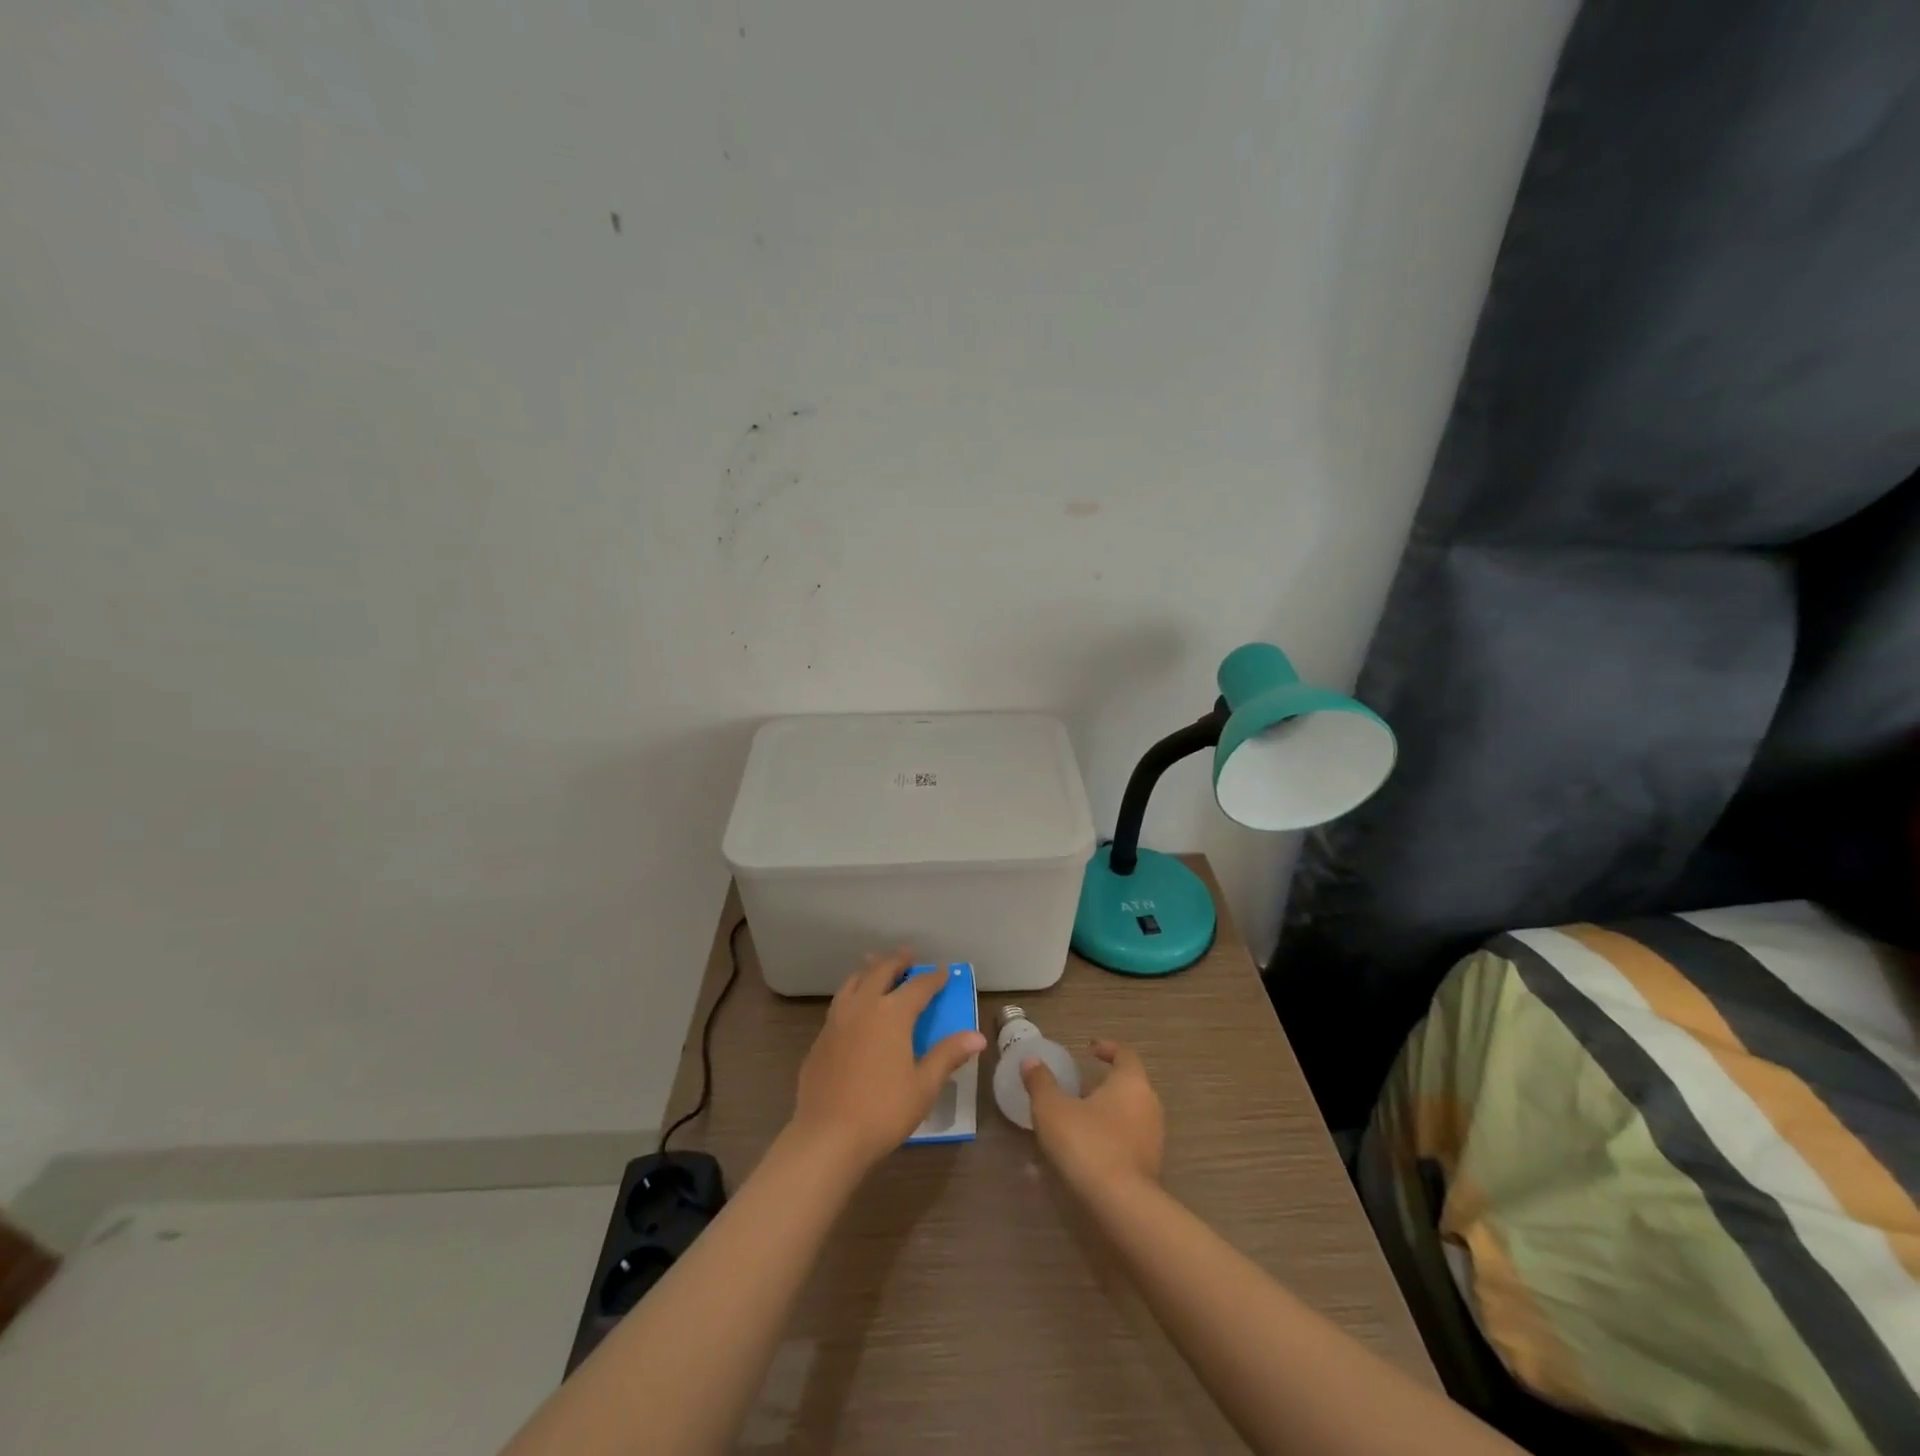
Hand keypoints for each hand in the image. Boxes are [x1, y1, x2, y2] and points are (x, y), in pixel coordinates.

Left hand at [789, 952, 986, 1171]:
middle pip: (880, 972)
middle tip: (909, 955)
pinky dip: (852, 994)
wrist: (827, 1137)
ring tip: (876, 967)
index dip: (933, 978)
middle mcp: (863, 1007)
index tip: (944, 972)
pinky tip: (855, 1008)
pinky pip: (839, 1004)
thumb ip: (948, 1055)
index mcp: (891, 1014)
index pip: (918, 987)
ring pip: (853, 982)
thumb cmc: (883, 1111)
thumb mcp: (924, 1085)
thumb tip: (978, 1036)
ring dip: (869, 971)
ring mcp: (837, 1021)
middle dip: (897, 961)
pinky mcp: (820, 1039)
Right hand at [1023, 1040, 1163, 1195]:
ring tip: (1076, 1120)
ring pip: (1128, 1115)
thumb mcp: (1052, 1109)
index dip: (1107, 1049)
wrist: (1120, 1205)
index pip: (1125, 1054)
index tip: (1088, 1051)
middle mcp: (1149, 1105)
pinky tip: (1085, 1151)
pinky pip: (1128, 1141)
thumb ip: (1041, 1082)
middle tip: (1076, 1088)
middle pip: (1128, 1085)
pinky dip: (1109, 1139)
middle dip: (1103, 1085)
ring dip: (1105, 1113)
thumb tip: (1031, 1060)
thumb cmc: (1087, 1143)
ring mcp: (1153, 1138)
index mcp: (1131, 1082)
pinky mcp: (1150, 1166)